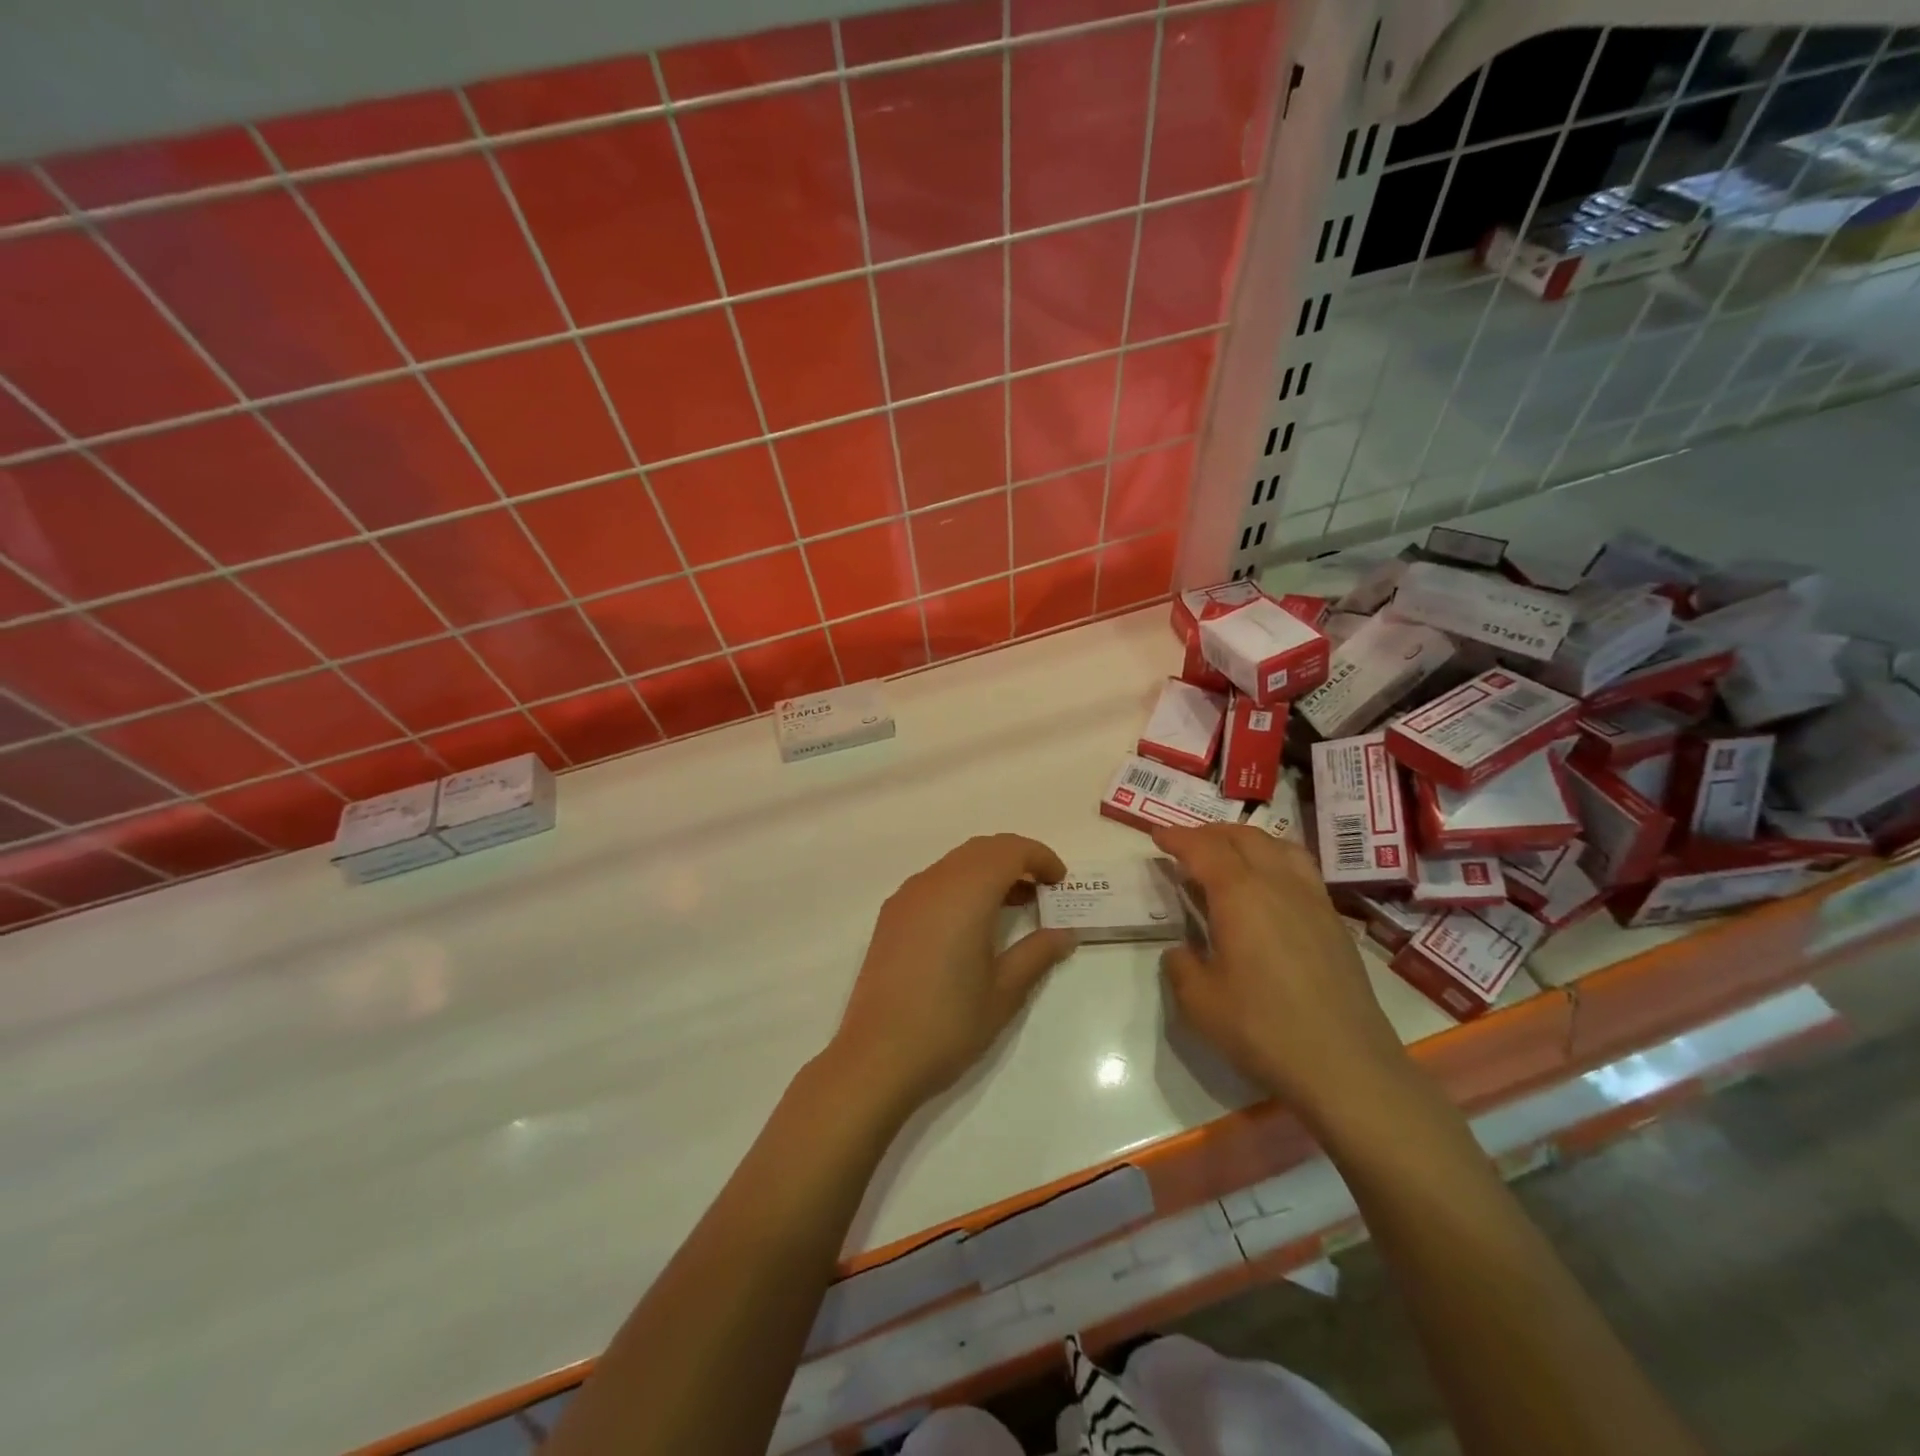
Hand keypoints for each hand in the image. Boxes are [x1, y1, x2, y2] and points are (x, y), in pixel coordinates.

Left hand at [827, 834, 1076, 1110]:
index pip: (1010, 850)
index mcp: (965, 893)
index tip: (1060, 882)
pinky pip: (935, 882)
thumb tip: (1065, 933)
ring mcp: (907, 897)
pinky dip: (962, 886)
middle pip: (982, 849)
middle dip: (1017, 860)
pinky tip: (973, 924)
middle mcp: (933, 883)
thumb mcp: (1004, 992)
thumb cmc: (949, 1023)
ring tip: (1015, 907)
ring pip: (956, 863)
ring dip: (989, 872)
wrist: (877, 1057)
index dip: (1040, 857)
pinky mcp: (891, 916)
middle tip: (1043, 891)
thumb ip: (1037, 953)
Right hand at [1152, 823, 1412, 1126]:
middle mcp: (1278, 884)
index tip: (1156, 835)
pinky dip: (1275, 860)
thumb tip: (1182, 951)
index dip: (1177, 838)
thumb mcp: (1199, 1002)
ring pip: (1278, 846)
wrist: (1345, 1065)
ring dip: (1246, 840)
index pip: (1203, 849)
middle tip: (1186, 845)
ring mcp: (1313, 900)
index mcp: (1239, 894)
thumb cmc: (1262, 1029)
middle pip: (1243, 837)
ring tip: (1228, 855)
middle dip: (1210, 833)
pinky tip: (1268, 887)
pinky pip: (1301, 869)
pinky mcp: (1334, 922)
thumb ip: (1181, 966)